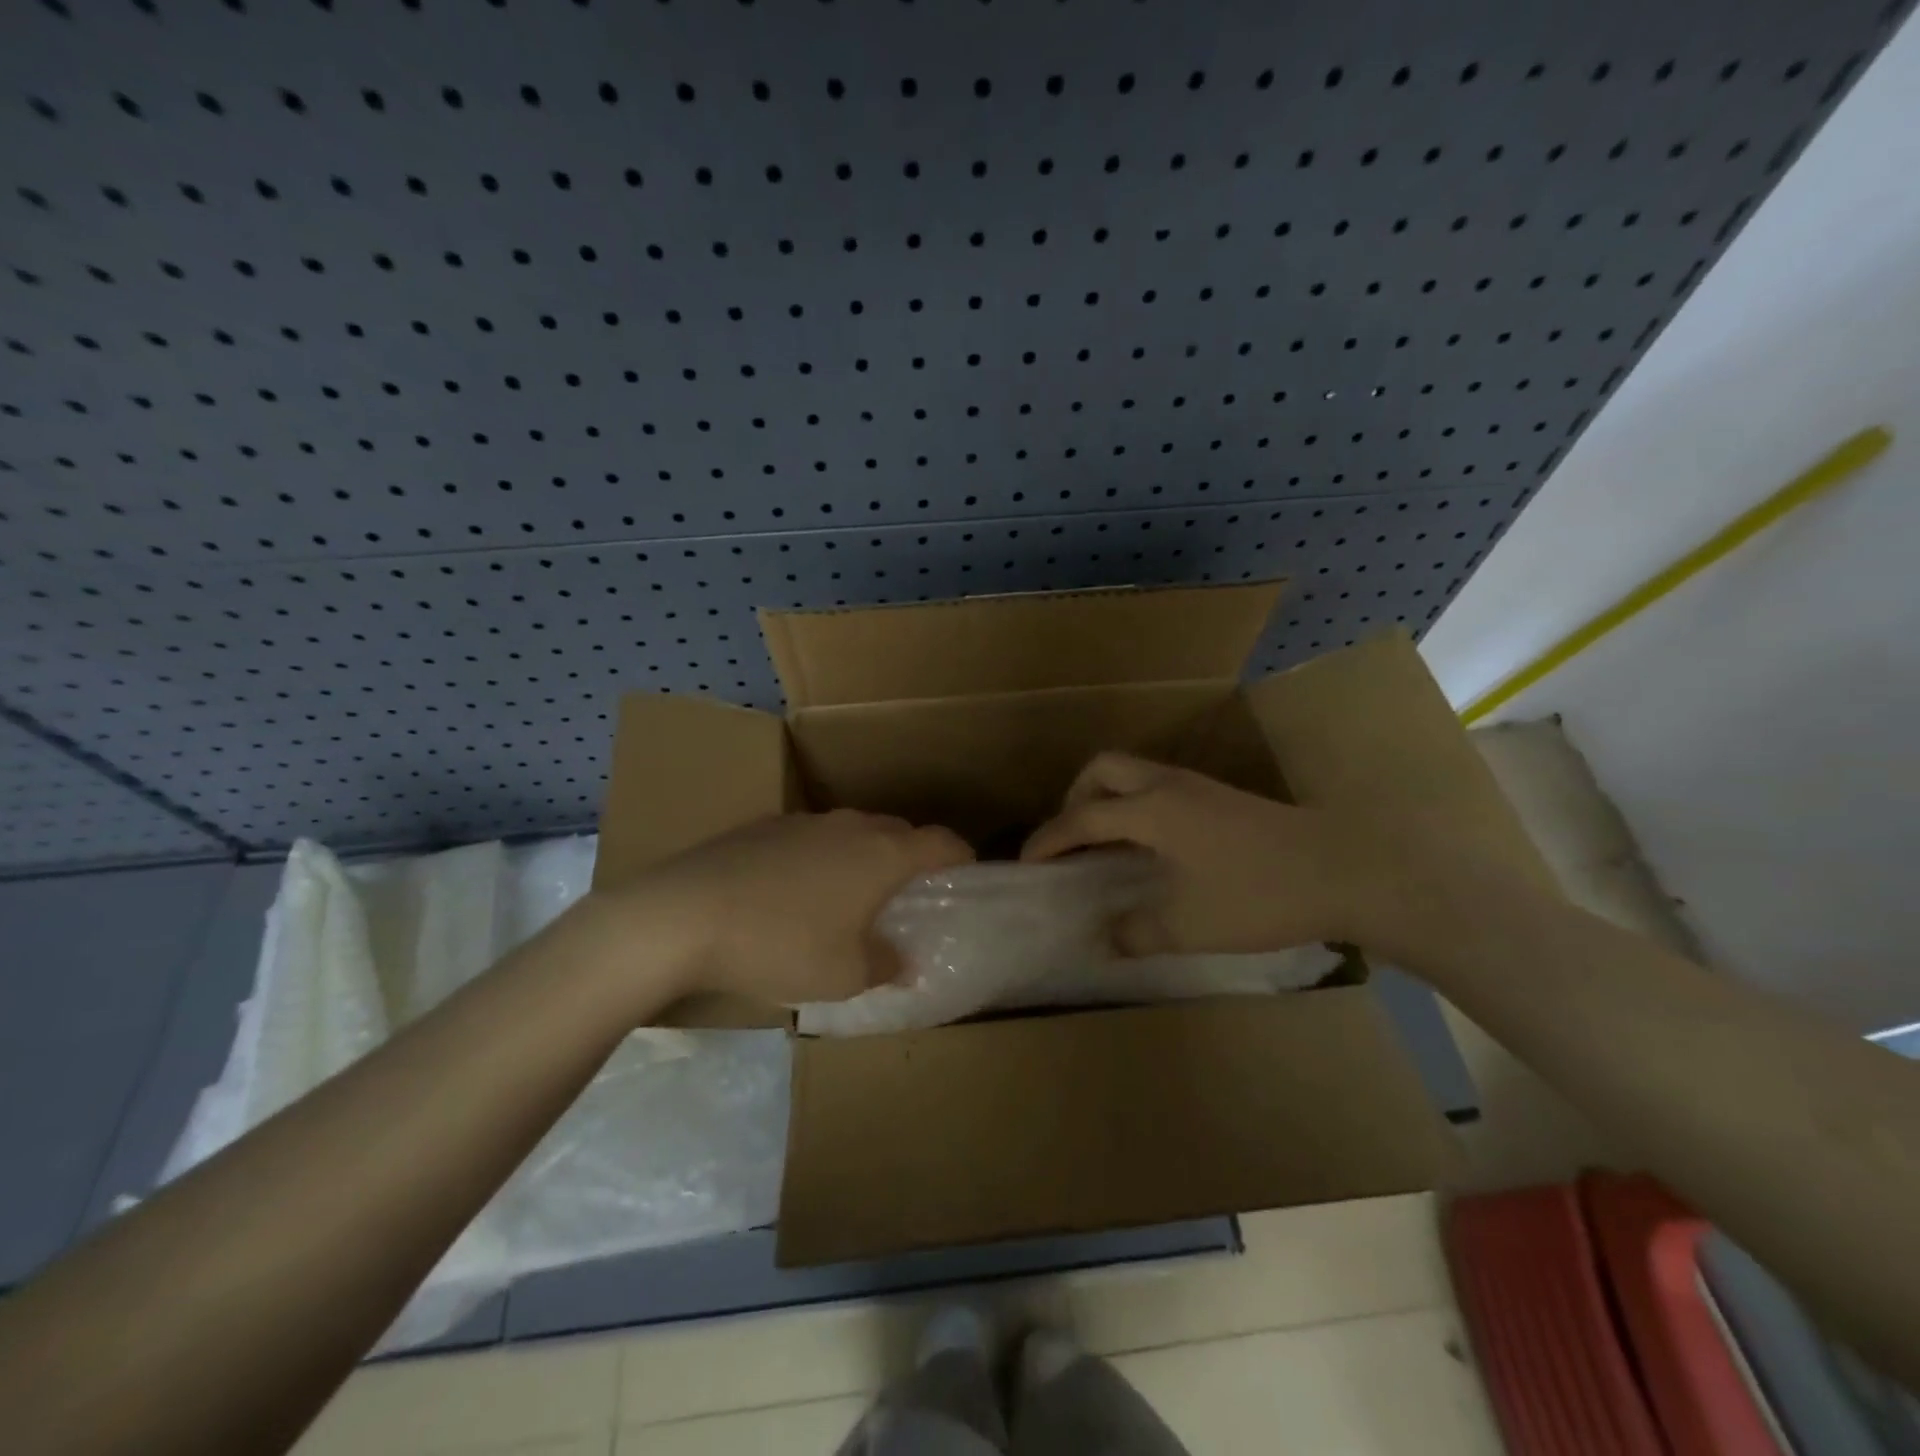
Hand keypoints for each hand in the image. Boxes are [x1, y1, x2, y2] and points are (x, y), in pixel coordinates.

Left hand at [622, 809, 973, 1005]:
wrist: (682, 915)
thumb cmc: (780, 945)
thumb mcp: (843, 976)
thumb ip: (884, 966)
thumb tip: (904, 962)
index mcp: (882, 854)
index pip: (940, 841)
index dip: (961, 855)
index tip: (967, 873)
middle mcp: (849, 826)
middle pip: (898, 831)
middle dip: (913, 856)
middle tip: (910, 893)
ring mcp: (804, 821)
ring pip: (852, 831)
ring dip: (864, 855)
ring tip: (853, 894)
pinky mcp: (763, 826)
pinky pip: (812, 837)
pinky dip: (822, 857)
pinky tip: (797, 891)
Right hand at [1021, 752, 1382, 955]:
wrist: (1343, 870)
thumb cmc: (1259, 894)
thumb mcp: (1189, 925)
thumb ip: (1136, 932)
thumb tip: (1104, 939)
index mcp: (1151, 809)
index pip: (1082, 817)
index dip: (1049, 840)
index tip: (1027, 863)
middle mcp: (1168, 786)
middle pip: (1102, 769)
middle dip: (1074, 798)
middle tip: (1069, 840)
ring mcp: (1197, 786)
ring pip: (1133, 773)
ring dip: (1106, 799)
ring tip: (1102, 844)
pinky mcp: (1219, 796)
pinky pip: (1157, 787)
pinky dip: (1135, 806)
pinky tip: (1149, 846)